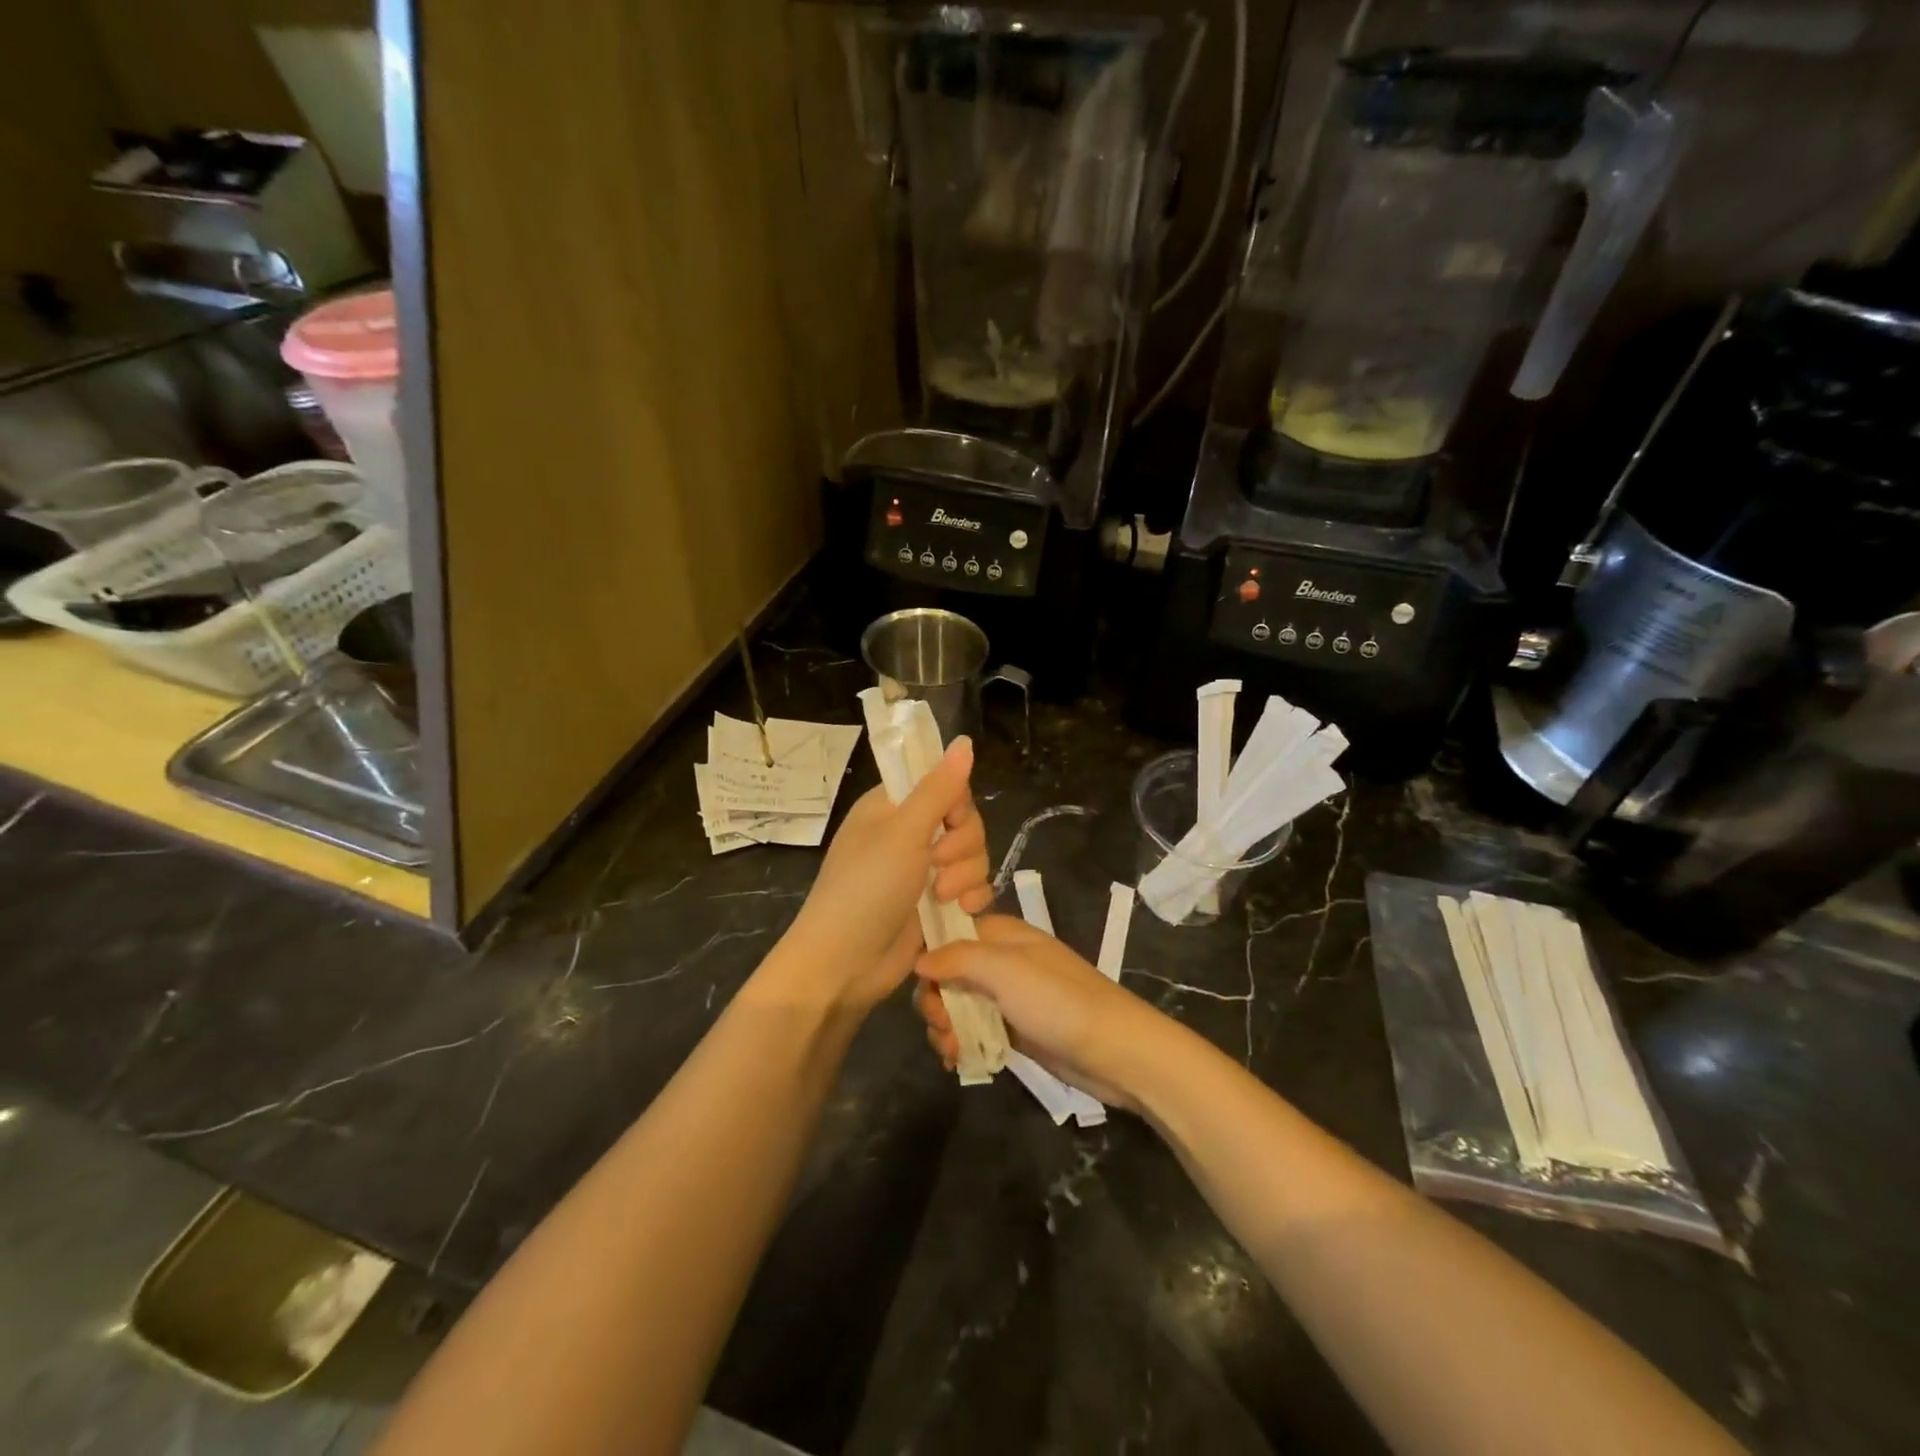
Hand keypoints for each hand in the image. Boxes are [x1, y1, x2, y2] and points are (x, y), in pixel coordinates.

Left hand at [773, 737, 991, 1010]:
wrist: (845, 964)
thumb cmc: (865, 889)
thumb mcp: (903, 832)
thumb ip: (939, 788)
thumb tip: (965, 741)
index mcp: (891, 807)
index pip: (942, 784)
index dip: (955, 802)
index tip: (948, 821)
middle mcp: (907, 834)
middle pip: (964, 821)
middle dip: (962, 844)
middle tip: (937, 864)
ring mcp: (922, 871)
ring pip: (972, 855)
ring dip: (966, 874)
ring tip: (943, 896)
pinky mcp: (935, 904)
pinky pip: (972, 886)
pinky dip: (972, 896)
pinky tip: (962, 910)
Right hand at [915, 916, 1173, 1111]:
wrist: (1114, 1050)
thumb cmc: (1057, 1001)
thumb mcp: (1005, 970)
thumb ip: (958, 958)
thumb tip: (919, 959)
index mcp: (1002, 934)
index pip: (951, 933)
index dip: (931, 957)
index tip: (924, 985)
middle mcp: (1002, 961)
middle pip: (949, 973)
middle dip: (937, 1001)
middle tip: (942, 1027)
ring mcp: (1009, 997)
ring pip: (959, 1005)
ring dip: (946, 1028)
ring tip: (952, 1052)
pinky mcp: (1015, 1030)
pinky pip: (975, 1030)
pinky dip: (962, 1043)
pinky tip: (959, 1062)